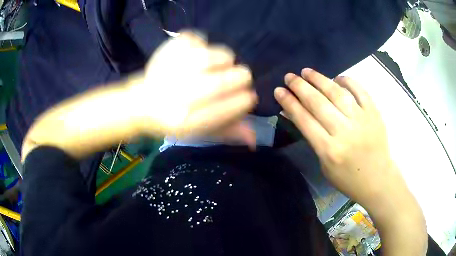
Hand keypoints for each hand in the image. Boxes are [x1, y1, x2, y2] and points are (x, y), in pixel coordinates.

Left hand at [131, 31, 256, 144]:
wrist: (141, 103)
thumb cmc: (174, 119)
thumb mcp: (200, 132)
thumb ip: (227, 132)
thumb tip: (254, 138)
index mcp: (188, 120)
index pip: (231, 107)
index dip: (246, 100)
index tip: (248, 96)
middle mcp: (180, 95)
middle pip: (227, 80)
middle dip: (241, 78)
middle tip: (237, 78)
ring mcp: (173, 69)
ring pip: (218, 55)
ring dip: (225, 60)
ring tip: (218, 65)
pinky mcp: (167, 50)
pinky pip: (196, 38)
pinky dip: (202, 44)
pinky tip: (195, 54)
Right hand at [274, 69, 403, 209]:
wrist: (377, 179)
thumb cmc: (348, 178)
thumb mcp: (324, 165)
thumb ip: (312, 139)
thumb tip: (297, 115)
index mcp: (329, 150)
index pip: (304, 120)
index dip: (289, 103)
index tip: (279, 90)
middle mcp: (344, 132)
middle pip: (318, 103)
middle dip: (300, 87)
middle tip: (289, 76)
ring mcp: (361, 120)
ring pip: (337, 93)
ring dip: (319, 79)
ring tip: (307, 71)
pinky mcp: (374, 113)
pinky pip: (360, 91)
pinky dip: (347, 81)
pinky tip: (337, 77)